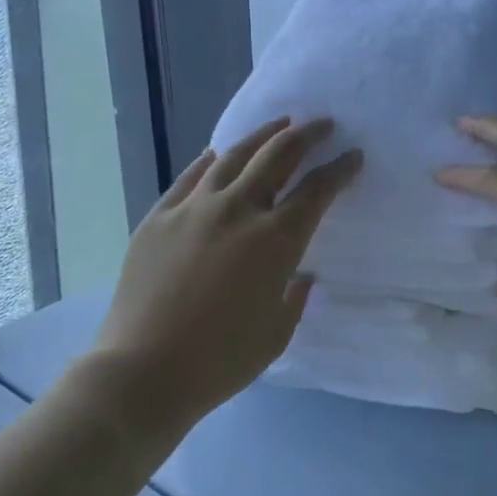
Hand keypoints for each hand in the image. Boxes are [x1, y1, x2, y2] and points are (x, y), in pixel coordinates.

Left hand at [93, 117, 361, 429]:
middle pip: (278, 156)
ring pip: (234, 155)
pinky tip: (218, 154)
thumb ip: (294, 296)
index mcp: (276, 240)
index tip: (353, 156)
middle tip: (323, 124)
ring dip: (262, 136)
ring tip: (279, 124)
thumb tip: (297, 275)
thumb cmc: (221, 360)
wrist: (143, 371)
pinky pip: (191, 177)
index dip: (340, 169)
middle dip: (306, 135)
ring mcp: (194, 208)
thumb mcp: (277, 332)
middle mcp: (238, 210)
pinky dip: (211, 161)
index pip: (317, 190)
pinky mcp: (159, 216)